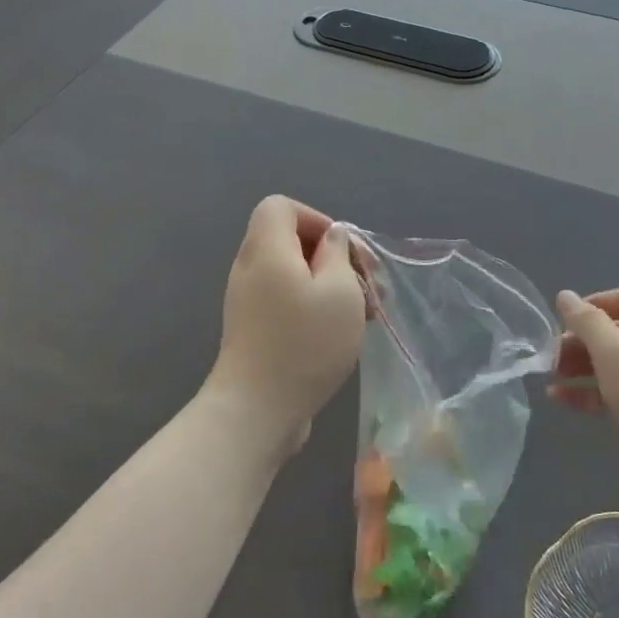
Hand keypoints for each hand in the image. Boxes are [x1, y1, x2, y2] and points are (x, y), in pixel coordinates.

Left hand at [204, 196, 366, 454]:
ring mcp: (249, 302)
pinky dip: (315, 307)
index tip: (344, 251)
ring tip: (367, 314)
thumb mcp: (339, 290)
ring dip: (332, 286)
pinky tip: (343, 333)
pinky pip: (287, 301)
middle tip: (368, 286)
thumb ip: (339, 253)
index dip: (317, 219)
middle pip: (291, 241)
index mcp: (267, 249)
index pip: (281, 207)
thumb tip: (332, 239)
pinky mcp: (254, 330)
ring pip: (294, 274)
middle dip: (334, 257)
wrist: (257, 411)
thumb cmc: (304, 343)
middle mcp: (251, 269)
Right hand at [549, 289, 618, 512]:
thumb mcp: (616, 355)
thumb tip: (566, 296)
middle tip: (554, 351)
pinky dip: (592, 393)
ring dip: (583, 367)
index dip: (601, 301)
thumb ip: (588, 323)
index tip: (569, 316)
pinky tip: (561, 400)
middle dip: (586, 339)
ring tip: (552, 374)